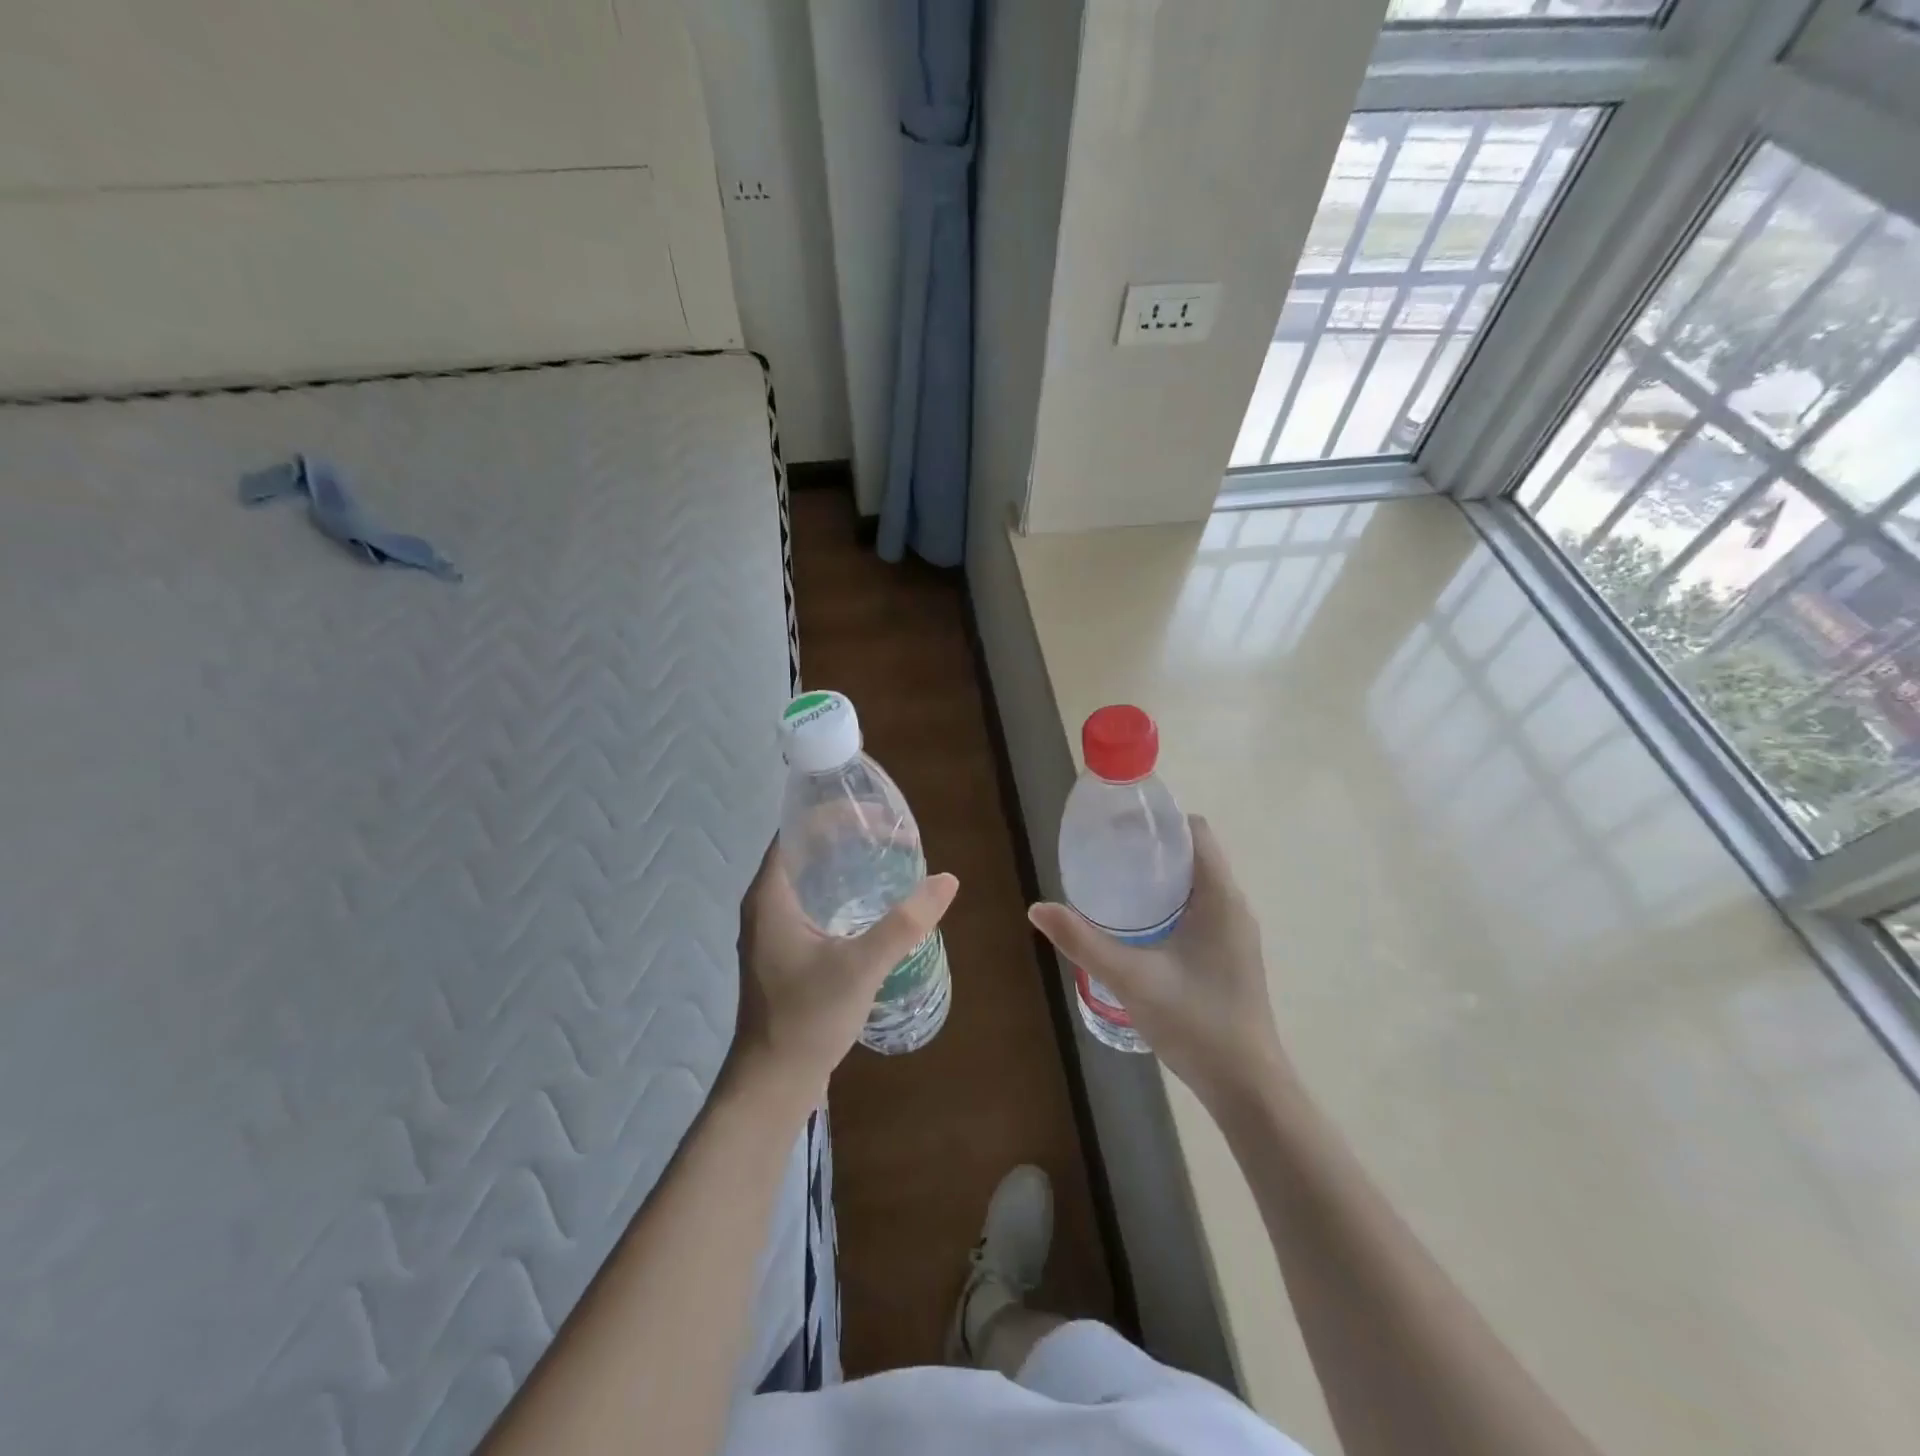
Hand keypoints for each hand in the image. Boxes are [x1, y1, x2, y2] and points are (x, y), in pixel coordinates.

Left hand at [729, 838, 958, 1108]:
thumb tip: (947, 880)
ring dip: (842, 866)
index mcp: (770, 896)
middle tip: (890, 835)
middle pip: (803, 852)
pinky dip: (838, 893)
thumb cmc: (808, 1018)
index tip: (875, 813)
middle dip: (845, 837)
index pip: (795, 832)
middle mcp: (765, 905)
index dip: (832, 814)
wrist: (773, 1083)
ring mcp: (772, 931)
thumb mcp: (861, 966)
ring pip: (808, 880)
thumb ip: (905, 923)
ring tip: (885, 861)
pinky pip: (810, 904)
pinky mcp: (783, 952)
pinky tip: (870, 905)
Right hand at [1028, 815, 1285, 1108]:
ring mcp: (1236, 932)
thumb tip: (1037, 908)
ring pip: (1197, 883)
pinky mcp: (1231, 954)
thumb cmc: (1195, 1023)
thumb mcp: (1131, 978)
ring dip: (1161, 875)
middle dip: (1152, 846)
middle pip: (1194, 853)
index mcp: (1220, 897)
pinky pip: (1201, 907)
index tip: (1118, 825)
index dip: (1159, 819)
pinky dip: (1170, 900)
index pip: (1195, 831)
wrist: (1247, 1086)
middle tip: (1106, 852)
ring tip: (1115, 881)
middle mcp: (1234, 906)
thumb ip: (1083, 941)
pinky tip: (1138, 924)